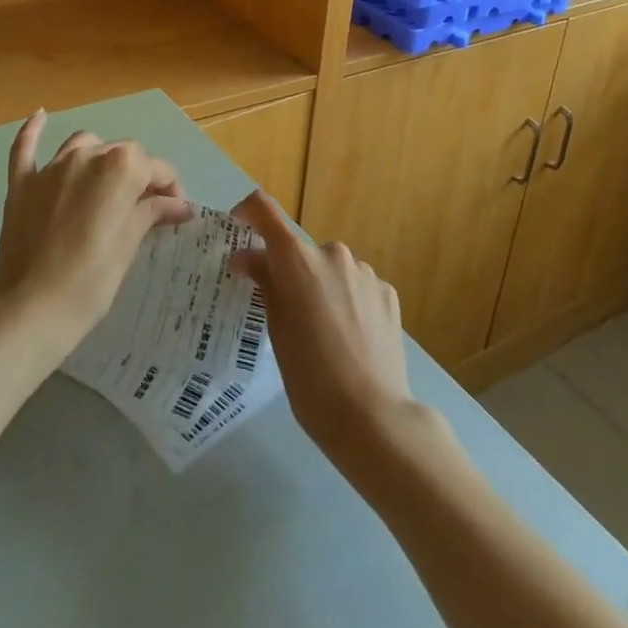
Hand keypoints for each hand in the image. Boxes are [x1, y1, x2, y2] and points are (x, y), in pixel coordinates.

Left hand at [0, 110, 191, 347]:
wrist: (32, 309)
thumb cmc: (92, 281)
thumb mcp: (130, 245)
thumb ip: (151, 213)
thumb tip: (178, 205)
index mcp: (121, 167)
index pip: (156, 168)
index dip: (170, 187)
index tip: (176, 210)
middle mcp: (87, 156)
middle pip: (122, 152)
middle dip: (138, 173)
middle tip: (146, 206)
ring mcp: (51, 167)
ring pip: (82, 145)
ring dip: (99, 157)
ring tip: (105, 182)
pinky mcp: (21, 184)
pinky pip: (25, 148)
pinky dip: (33, 131)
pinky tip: (40, 116)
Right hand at [228, 191, 414, 464]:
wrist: (372, 416)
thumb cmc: (309, 376)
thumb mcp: (276, 329)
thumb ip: (264, 283)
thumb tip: (248, 257)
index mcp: (297, 259)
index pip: (265, 211)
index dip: (248, 212)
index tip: (239, 227)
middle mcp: (332, 253)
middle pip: (301, 250)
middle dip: (290, 271)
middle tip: (285, 312)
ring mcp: (364, 272)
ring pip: (331, 269)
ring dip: (322, 286)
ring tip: (323, 334)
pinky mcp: (387, 292)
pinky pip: (357, 286)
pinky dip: (348, 301)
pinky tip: (350, 338)